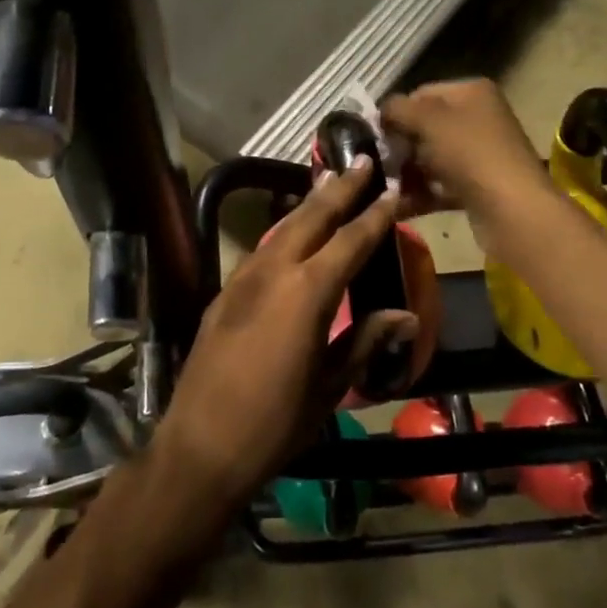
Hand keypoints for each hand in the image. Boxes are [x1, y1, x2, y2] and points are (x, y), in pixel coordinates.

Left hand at [154, 158, 415, 505]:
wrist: (201, 446)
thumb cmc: (275, 424)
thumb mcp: (329, 386)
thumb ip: (364, 340)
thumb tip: (406, 315)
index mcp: (306, 294)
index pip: (349, 242)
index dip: (373, 216)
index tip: (391, 191)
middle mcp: (272, 272)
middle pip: (310, 218)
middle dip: (338, 189)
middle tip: (360, 161)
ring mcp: (242, 279)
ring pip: (280, 227)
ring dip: (308, 203)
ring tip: (329, 182)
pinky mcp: (223, 292)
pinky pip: (260, 248)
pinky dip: (283, 229)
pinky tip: (291, 229)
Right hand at [381, 80, 550, 247]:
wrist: (511, 209)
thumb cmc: (468, 152)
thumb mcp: (426, 120)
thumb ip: (397, 109)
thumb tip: (380, 112)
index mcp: (471, 92)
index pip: (421, 94)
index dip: (396, 112)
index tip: (376, 135)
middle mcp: (479, 118)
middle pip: (425, 127)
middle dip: (400, 146)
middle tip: (378, 163)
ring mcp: (479, 154)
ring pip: (431, 158)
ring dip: (406, 173)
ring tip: (383, 187)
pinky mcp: (478, 186)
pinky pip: (440, 185)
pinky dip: (420, 194)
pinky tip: (396, 206)